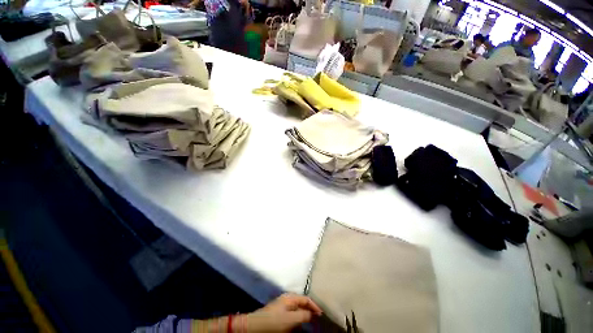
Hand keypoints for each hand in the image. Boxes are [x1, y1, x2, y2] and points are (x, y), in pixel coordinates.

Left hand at [241, 293, 322, 331]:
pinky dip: (297, 317)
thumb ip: (302, 315)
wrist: (256, 325)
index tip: (321, 314)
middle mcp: (287, 299)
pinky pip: (291, 313)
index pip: (306, 299)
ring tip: (309, 321)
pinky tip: (298, 323)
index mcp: (290, 297)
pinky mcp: (279, 313)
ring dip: (303, 314)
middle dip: (309, 309)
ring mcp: (282, 305)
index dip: (314, 306)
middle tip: (317, 318)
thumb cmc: (274, 321)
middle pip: (302, 302)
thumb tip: (311, 313)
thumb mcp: (290, 319)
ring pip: (297, 308)